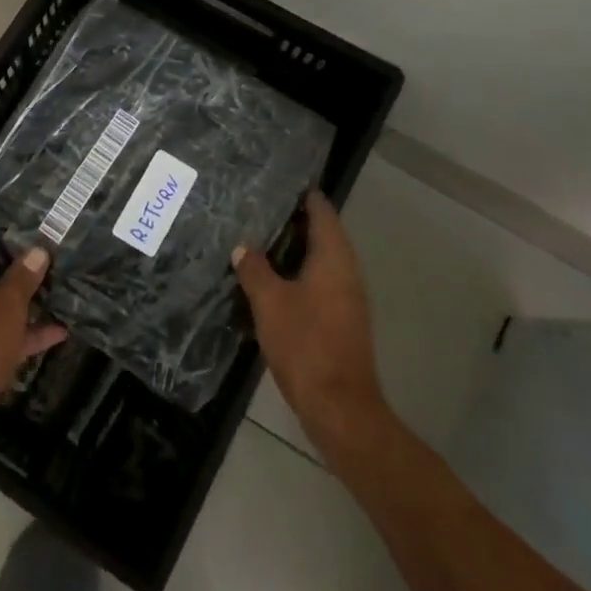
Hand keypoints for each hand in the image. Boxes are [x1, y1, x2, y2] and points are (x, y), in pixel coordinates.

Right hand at [233, 190, 390, 466]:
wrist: (340, 408)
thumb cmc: (306, 345)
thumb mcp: (270, 303)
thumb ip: (255, 270)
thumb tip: (243, 247)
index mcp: (334, 258)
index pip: (322, 211)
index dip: (303, 195)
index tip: (278, 183)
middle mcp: (347, 271)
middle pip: (322, 234)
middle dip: (292, 222)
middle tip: (258, 209)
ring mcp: (348, 298)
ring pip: (320, 261)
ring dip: (293, 250)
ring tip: (258, 241)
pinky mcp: (342, 320)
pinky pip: (319, 283)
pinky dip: (298, 275)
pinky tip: (271, 282)